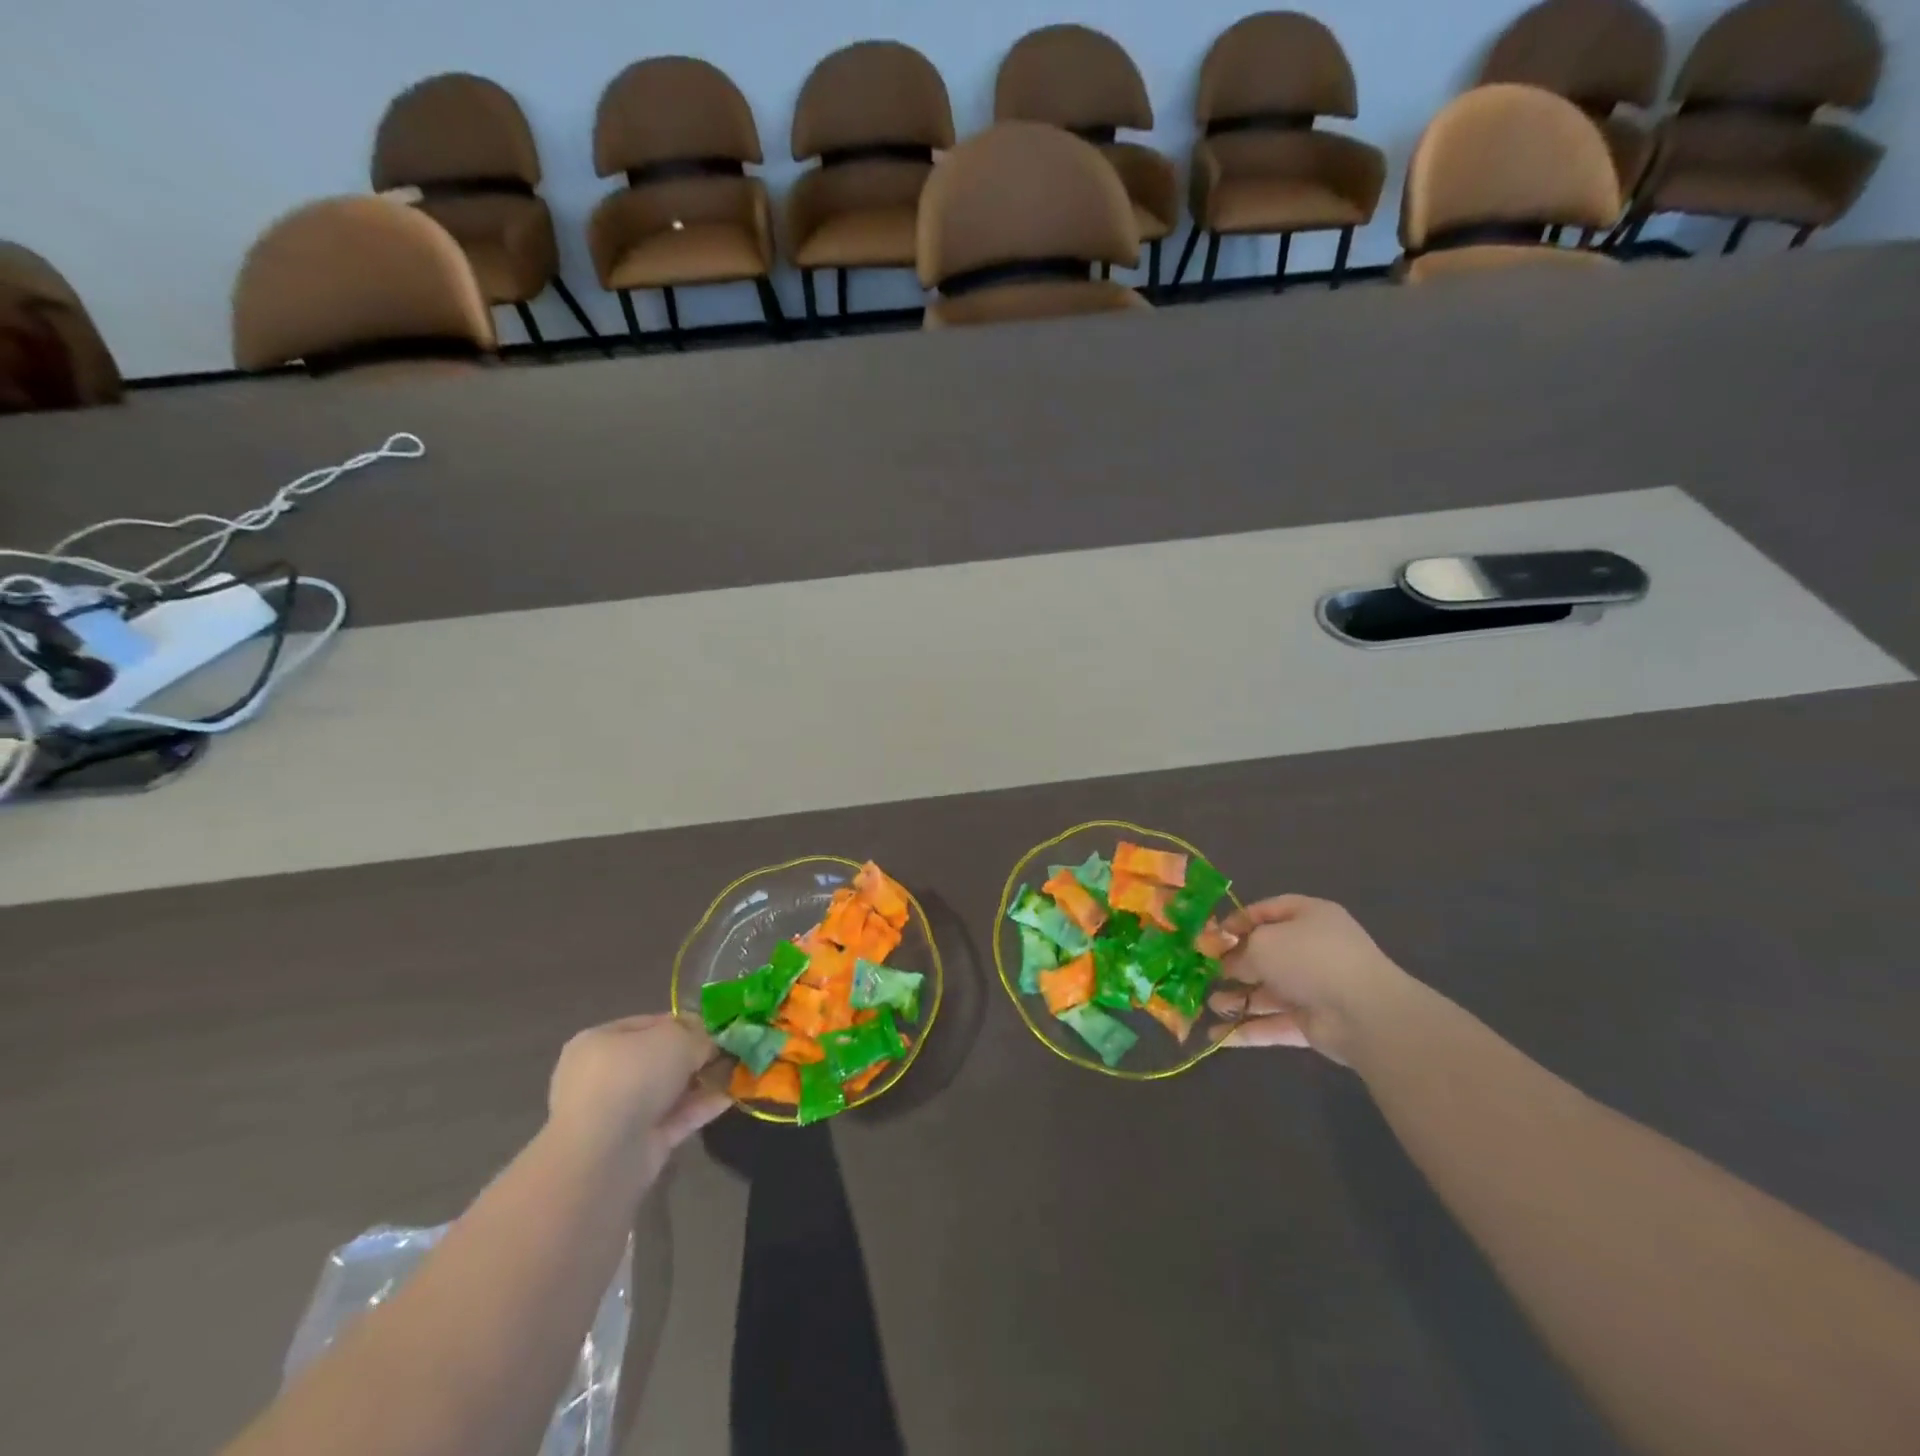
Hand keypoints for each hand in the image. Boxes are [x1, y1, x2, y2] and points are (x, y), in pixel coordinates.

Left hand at [547, 1014, 730, 1176]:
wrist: (604, 1156)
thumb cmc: (632, 1077)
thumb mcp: (675, 1038)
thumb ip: (698, 1035)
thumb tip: (711, 1042)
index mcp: (600, 1041)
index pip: (649, 1024)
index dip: (686, 1023)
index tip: (717, 1027)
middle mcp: (606, 1075)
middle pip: (661, 1058)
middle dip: (697, 1055)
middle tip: (732, 1049)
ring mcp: (621, 1113)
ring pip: (670, 1090)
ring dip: (703, 1080)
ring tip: (740, 1071)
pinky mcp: (639, 1144)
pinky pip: (676, 1117)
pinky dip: (702, 1107)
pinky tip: (732, 1096)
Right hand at [1208, 896, 1407, 1065]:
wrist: (1363, 1013)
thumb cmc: (1309, 959)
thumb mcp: (1263, 944)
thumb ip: (1238, 951)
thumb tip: (1225, 963)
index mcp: (1307, 917)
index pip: (1267, 911)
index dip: (1237, 921)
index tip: (1210, 936)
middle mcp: (1312, 949)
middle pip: (1265, 954)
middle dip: (1233, 965)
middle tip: (1202, 972)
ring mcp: (1314, 988)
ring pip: (1268, 991)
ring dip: (1237, 999)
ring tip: (1209, 1004)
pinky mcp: (1314, 1023)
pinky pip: (1275, 1023)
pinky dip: (1248, 1029)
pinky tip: (1217, 1036)